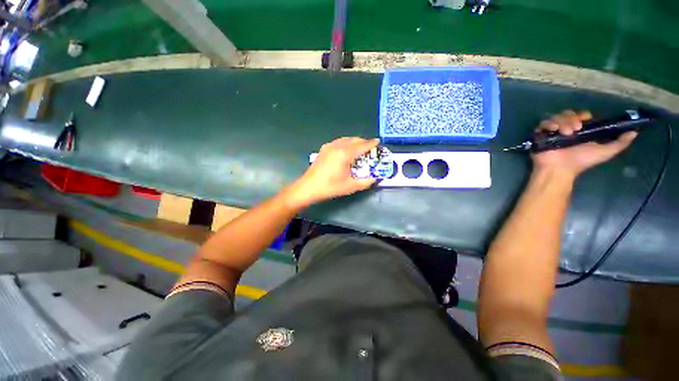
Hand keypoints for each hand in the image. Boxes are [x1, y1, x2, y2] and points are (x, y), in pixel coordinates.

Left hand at [283, 137, 379, 208]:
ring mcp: (329, 146)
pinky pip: (339, 141)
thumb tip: (375, 179)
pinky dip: (347, 143)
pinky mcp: (324, 149)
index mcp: (345, 154)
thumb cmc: (330, 187)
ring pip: (346, 139)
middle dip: (364, 142)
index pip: (362, 145)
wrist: (309, 187)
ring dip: (355, 142)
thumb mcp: (350, 186)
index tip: (378, 142)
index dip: (371, 144)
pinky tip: (347, 150)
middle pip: (355, 140)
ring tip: (361, 149)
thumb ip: (365, 182)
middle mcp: (337, 146)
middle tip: (371, 148)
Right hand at [532, 110, 637, 177]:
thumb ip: (620, 143)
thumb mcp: (606, 152)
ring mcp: (553, 131)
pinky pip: (543, 123)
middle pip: (568, 113)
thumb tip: (635, 131)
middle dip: (572, 118)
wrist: (560, 170)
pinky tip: (554, 130)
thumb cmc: (581, 162)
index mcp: (580, 130)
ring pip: (557, 116)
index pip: (581, 115)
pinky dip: (549, 124)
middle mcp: (566, 128)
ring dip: (563, 122)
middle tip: (576, 129)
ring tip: (566, 133)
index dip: (583, 115)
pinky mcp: (541, 134)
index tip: (586, 120)